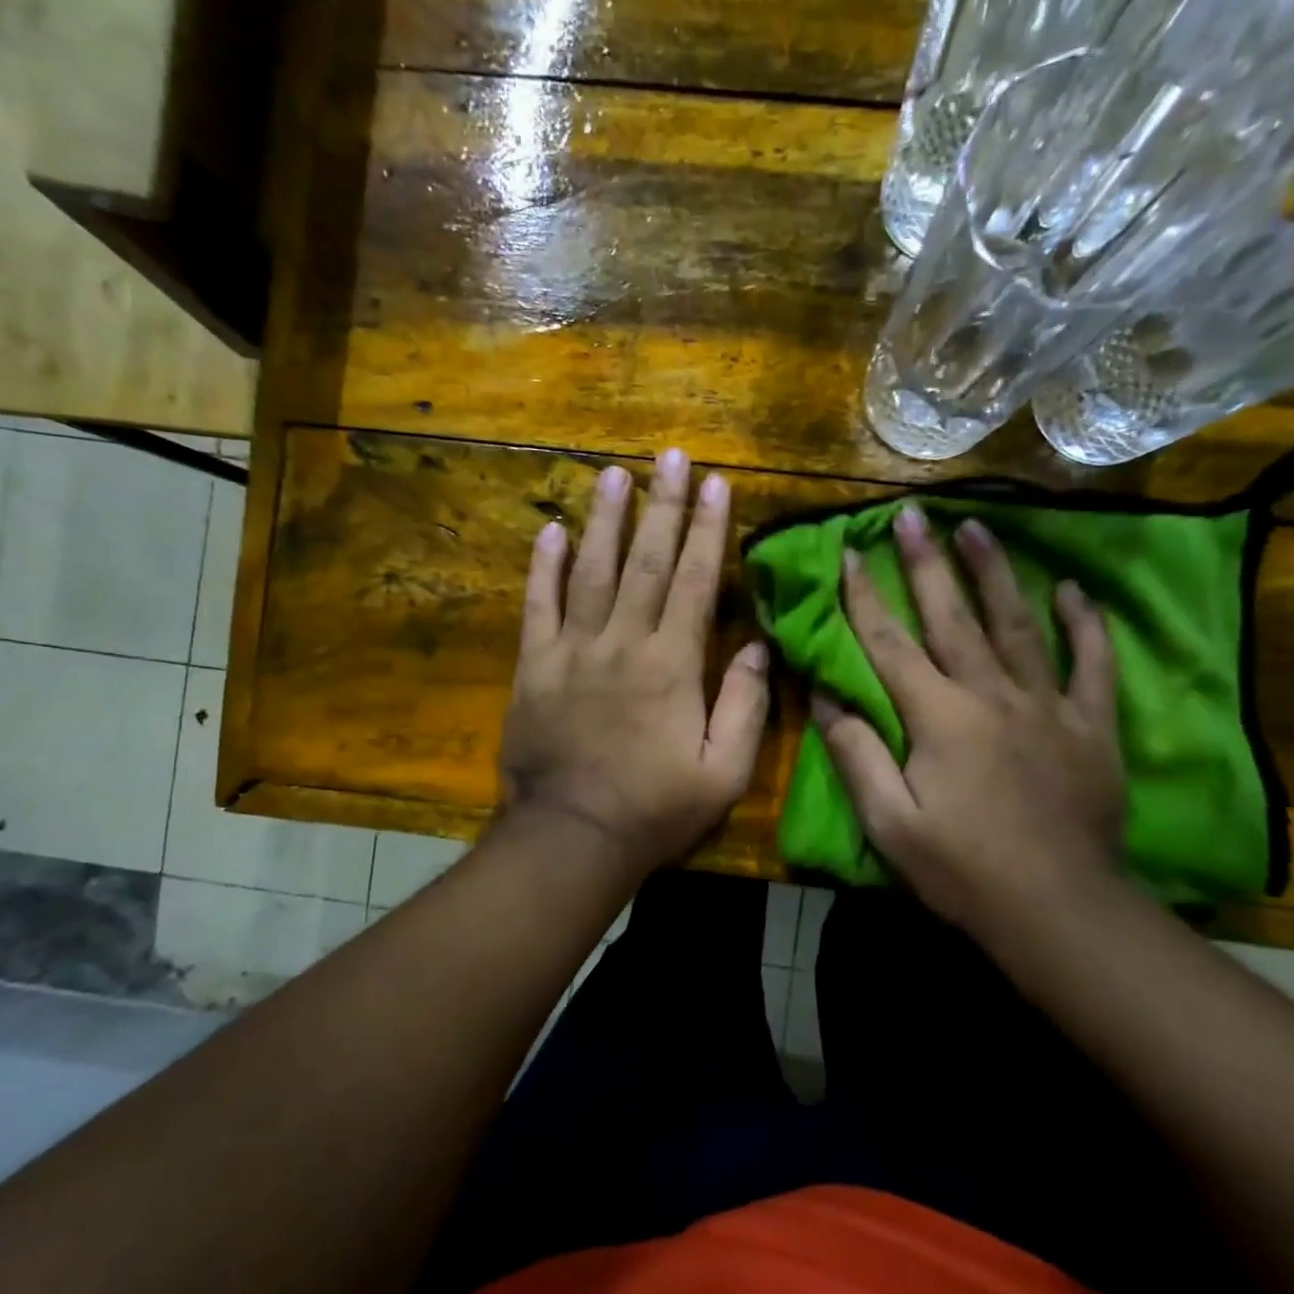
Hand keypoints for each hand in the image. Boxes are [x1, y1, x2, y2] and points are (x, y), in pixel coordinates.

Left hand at [498, 448, 769, 876]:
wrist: (572, 837)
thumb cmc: (656, 808)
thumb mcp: (724, 771)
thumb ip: (745, 705)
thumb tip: (758, 646)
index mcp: (672, 664)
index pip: (696, 581)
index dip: (708, 529)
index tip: (716, 483)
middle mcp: (623, 642)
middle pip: (646, 562)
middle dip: (662, 505)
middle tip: (669, 456)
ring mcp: (573, 651)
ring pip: (591, 571)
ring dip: (605, 519)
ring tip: (615, 473)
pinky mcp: (535, 667)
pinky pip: (538, 607)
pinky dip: (543, 567)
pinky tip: (550, 529)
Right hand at [811, 506, 1125, 937]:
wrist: (1058, 910)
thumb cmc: (962, 869)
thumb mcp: (889, 823)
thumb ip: (856, 755)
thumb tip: (826, 698)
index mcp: (938, 717)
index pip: (890, 644)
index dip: (865, 597)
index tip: (850, 554)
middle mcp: (991, 695)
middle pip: (952, 617)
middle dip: (927, 563)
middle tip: (913, 514)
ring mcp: (1047, 705)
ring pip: (1017, 624)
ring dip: (995, 573)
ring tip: (978, 526)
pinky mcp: (1090, 725)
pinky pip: (1091, 664)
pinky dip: (1085, 625)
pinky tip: (1074, 591)